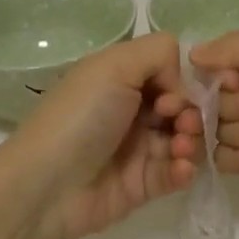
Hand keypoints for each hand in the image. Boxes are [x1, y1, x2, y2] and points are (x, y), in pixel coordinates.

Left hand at [3, 33, 199, 238]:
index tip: (171, 95)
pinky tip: (179, 169)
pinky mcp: (143, 184)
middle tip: (181, 124)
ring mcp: (139, 148)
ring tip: (180, 149)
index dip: (180, 81)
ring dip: (192, 140)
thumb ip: (158, 52)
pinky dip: (185, 169)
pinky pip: (177, 172)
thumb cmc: (81, 116)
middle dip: (192, 112)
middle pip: (183, 105)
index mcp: (122, 78)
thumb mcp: (114, 65)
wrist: (46, 185)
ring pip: (185, 138)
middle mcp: (133, 109)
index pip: (170, 71)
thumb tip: (180, 80)